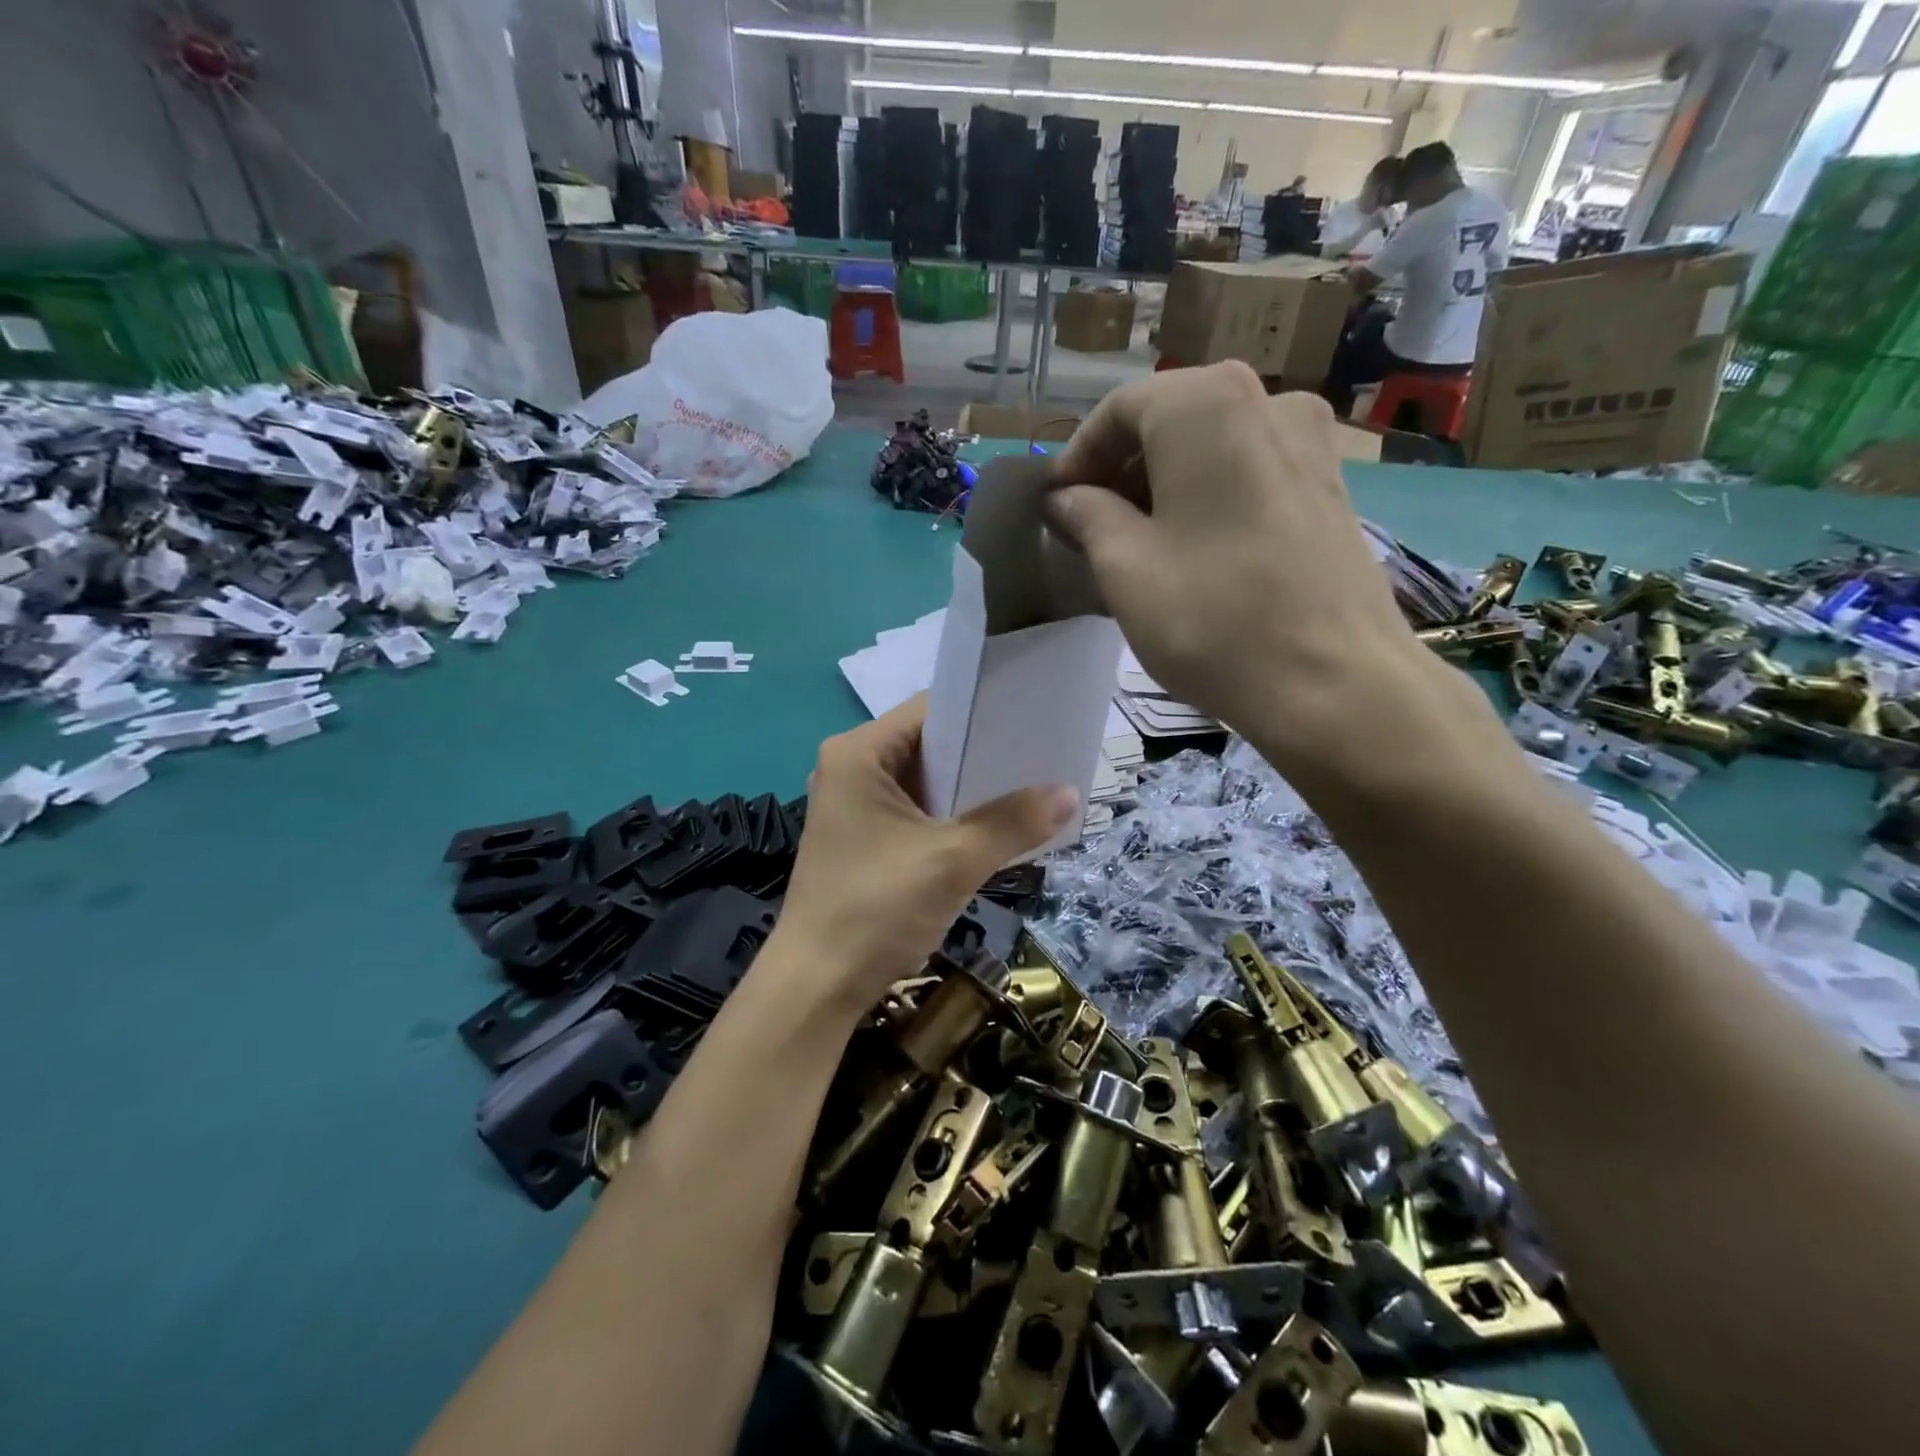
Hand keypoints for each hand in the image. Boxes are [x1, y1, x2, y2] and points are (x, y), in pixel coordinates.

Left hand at [772, 696, 1078, 1014]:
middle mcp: (851, 768)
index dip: (984, 712)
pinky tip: (994, 827)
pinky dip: (951, 817)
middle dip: (983, 754)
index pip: (932, 710)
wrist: (817, 987)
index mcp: (859, 752)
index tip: (1033, 721)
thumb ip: (1012, 822)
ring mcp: (854, 805)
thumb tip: (1072, 793)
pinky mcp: (861, 838)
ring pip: (925, 782)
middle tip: (1041, 758)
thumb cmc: (877, 909)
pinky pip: (916, 812)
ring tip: (1029, 788)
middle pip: (930, 745)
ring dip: (970, 790)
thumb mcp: (953, 861)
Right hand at [1046, 364, 1431, 779]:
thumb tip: (1066, 497)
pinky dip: (1209, 495)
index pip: (1121, 409)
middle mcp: (1267, 400)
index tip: (1055, 505)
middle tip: (1089, 525)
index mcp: (1206, 405)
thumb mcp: (1124, 567)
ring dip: (1165, 483)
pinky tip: (1193, 547)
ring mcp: (1311, 442)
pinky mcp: (1332, 486)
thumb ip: (1087, 516)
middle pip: (1171, 419)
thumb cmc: (1212, 617)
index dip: (1078, 456)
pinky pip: (1251, 471)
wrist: (1335, 683)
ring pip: (1213, 445)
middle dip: (1121, 469)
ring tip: (1137, 540)